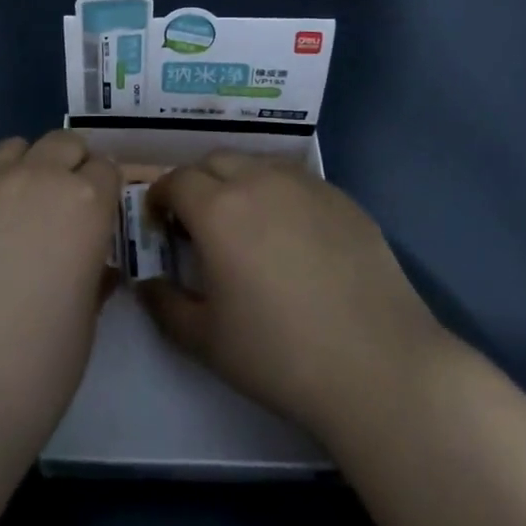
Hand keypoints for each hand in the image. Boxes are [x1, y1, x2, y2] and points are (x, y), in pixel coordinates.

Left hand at [0, 131, 119, 450]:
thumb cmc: (38, 365)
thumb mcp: (85, 320)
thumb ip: (92, 276)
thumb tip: (90, 266)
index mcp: (85, 202)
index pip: (108, 169)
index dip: (109, 192)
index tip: (106, 218)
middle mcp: (39, 180)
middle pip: (64, 143)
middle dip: (74, 165)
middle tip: (73, 207)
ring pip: (18, 147)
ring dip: (32, 166)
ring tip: (30, 208)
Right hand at [140, 151, 449, 446]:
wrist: (377, 364)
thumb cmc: (279, 354)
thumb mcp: (206, 340)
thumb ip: (165, 305)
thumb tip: (147, 284)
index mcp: (218, 209)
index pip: (176, 180)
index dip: (160, 197)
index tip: (160, 223)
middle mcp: (259, 180)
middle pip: (215, 161)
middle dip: (197, 183)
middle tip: (199, 223)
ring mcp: (306, 184)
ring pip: (258, 164)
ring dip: (239, 182)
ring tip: (246, 224)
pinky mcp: (342, 197)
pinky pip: (297, 181)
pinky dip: (280, 194)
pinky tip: (293, 237)